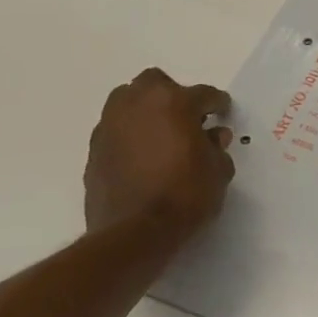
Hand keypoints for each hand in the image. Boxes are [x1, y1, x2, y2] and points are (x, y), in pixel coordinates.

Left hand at [83, 69, 234, 245]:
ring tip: (160, 135)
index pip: (203, 94)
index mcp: (174, 101)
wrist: (135, 233)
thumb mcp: (218, 170)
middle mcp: (138, 104)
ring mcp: (111, 126)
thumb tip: (212, 135)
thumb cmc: (186, 195)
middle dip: (171, 95)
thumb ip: (216, 146)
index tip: (223, 113)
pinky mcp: (94, 150)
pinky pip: (116, 131)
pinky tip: (142, 157)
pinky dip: (129, 136)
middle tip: (186, 118)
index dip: (217, 104)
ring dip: (145, 112)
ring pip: (127, 103)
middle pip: (155, 84)